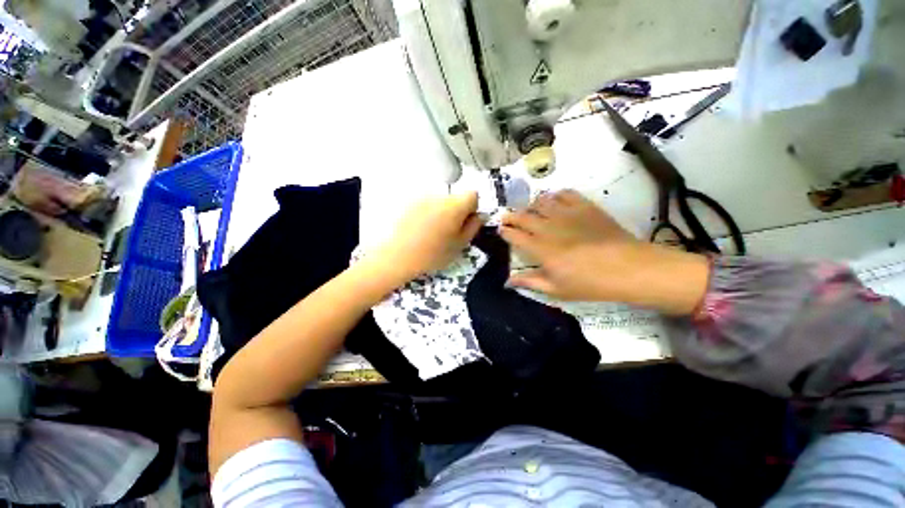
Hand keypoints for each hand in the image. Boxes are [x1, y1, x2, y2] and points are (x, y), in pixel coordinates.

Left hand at [369, 191, 482, 284]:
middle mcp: (439, 196)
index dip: (473, 208)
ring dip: (442, 212)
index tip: (466, 222)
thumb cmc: (432, 254)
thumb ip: (473, 227)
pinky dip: (428, 213)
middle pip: (456, 198)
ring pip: (440, 201)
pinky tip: (421, 229)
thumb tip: (479, 216)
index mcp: (455, 206)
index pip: (473, 195)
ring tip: (433, 231)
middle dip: (457, 210)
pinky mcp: (409, 203)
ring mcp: (422, 198)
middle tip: (450, 230)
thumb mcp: (460, 245)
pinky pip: (426, 205)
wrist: (398, 256)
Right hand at [500, 190, 708, 314]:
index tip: (501, 230)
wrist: (628, 268)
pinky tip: (554, 202)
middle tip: (507, 217)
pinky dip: (555, 195)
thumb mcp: (556, 290)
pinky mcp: (584, 206)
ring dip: (531, 205)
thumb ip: (529, 282)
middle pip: (522, 216)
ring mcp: (566, 214)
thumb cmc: (590, 283)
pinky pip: (564, 193)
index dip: (505, 231)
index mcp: (539, 249)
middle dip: (511, 216)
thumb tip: (507, 282)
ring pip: (540, 201)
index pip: (514, 235)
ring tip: (530, 210)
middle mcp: (548, 227)